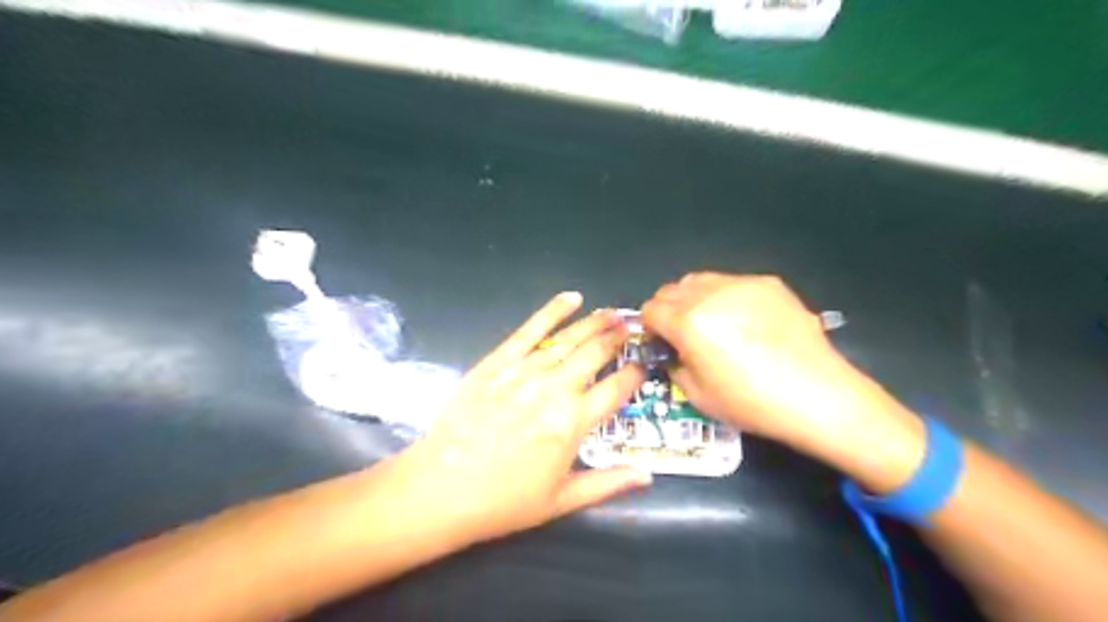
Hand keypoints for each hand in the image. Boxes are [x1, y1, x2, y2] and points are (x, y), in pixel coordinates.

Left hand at [387, 292, 650, 544]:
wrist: (440, 489)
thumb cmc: (503, 501)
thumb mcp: (561, 501)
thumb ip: (607, 483)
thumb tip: (648, 475)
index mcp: (573, 423)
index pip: (616, 389)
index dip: (634, 375)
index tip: (642, 366)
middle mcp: (554, 389)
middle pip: (595, 354)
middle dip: (617, 339)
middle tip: (630, 328)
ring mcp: (524, 371)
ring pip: (568, 339)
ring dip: (594, 323)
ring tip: (611, 313)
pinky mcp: (497, 362)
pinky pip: (529, 330)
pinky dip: (552, 311)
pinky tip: (571, 298)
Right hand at [641, 269, 917, 460]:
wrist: (816, 395)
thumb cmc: (751, 402)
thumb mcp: (697, 395)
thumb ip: (675, 365)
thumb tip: (673, 352)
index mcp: (688, 322)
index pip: (651, 309)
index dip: (650, 327)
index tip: (661, 342)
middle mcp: (710, 294)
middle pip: (671, 289)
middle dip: (668, 309)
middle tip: (683, 334)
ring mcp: (742, 284)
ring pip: (701, 280)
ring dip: (694, 299)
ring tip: (713, 324)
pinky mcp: (768, 284)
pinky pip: (732, 283)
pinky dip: (726, 298)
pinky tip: (747, 323)